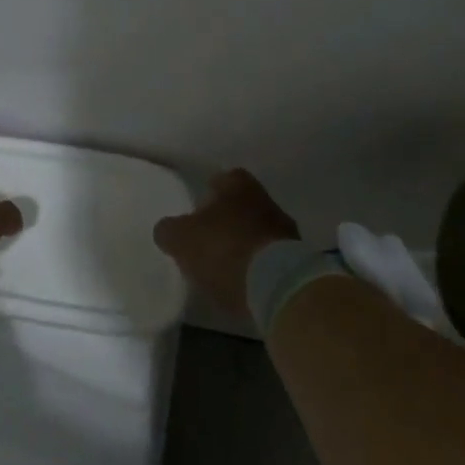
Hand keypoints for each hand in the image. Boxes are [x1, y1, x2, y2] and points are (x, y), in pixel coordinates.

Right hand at [153, 169, 299, 321]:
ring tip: (224, 264)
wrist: (276, 286)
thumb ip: (169, 231)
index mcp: (239, 187)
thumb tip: (167, 230)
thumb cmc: (224, 249)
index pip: (225, 178)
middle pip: (244, 205)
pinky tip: (242, 282)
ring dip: (244, 244)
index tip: (198, 206)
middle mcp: (266, 202)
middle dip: (227, 218)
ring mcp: (286, 233)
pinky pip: (271, 258)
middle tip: (207, 236)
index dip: (211, 190)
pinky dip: (257, 267)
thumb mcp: (181, 239)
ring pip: (259, 231)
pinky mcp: (297, 263)